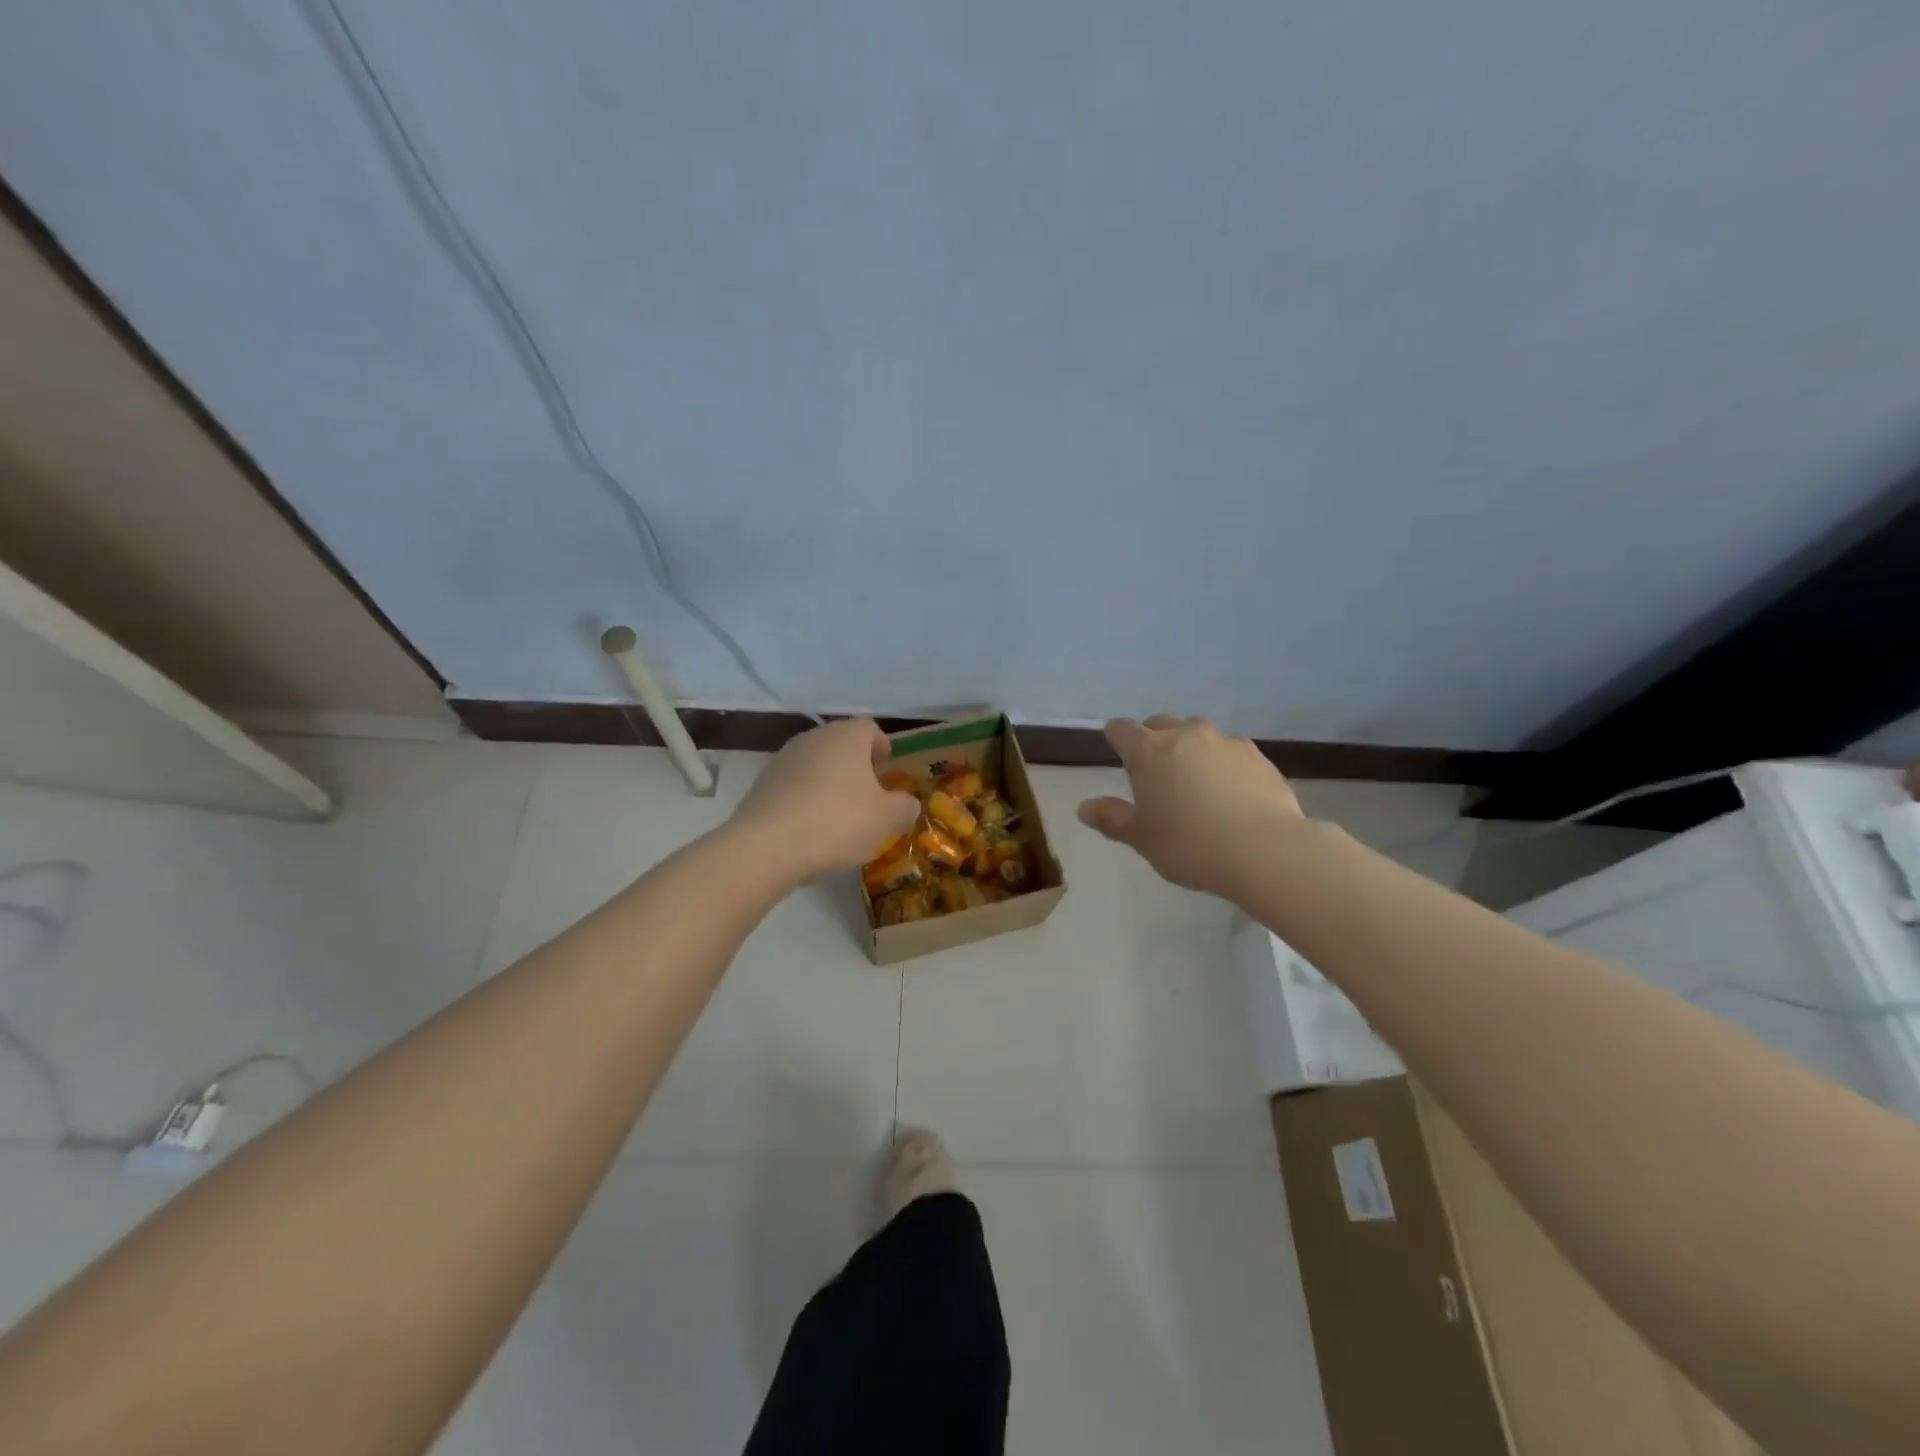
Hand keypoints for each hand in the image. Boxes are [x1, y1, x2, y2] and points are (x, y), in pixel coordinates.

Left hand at [730, 718, 919, 882]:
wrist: (766, 847)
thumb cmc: (837, 822)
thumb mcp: (886, 819)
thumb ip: (904, 807)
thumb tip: (908, 802)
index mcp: (846, 737)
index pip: (869, 728)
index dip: (881, 746)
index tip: (887, 767)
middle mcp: (813, 738)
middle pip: (840, 743)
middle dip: (856, 765)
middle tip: (869, 793)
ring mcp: (782, 760)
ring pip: (815, 764)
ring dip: (829, 782)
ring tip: (840, 814)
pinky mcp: (761, 785)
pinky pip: (794, 785)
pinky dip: (806, 799)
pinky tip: (811, 827)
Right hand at [1078, 716, 1306, 899]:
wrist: (1265, 851)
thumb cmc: (1189, 845)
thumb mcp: (1141, 838)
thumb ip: (1111, 819)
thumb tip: (1084, 807)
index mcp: (1150, 752)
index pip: (1121, 729)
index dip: (1115, 738)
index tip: (1117, 754)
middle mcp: (1186, 736)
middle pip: (1161, 723)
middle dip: (1153, 739)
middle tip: (1154, 772)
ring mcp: (1226, 743)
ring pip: (1199, 734)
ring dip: (1190, 748)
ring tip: (1194, 781)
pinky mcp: (1258, 758)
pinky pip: (1231, 752)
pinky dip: (1222, 764)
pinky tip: (1229, 793)